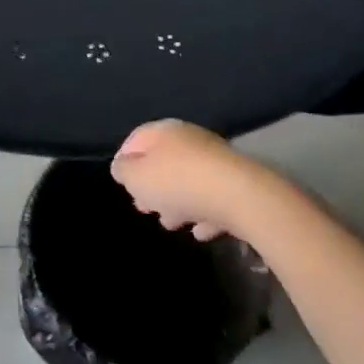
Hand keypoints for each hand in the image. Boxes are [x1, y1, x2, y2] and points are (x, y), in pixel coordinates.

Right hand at [110, 120, 264, 241]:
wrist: (241, 196)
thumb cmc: (178, 182)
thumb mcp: (136, 177)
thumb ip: (123, 171)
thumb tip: (122, 167)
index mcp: (164, 132)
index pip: (136, 139)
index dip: (125, 160)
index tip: (122, 184)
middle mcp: (190, 140)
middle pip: (163, 161)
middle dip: (152, 186)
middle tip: (144, 208)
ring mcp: (216, 161)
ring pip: (188, 180)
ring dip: (177, 202)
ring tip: (171, 224)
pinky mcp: (237, 184)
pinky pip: (213, 197)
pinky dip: (204, 212)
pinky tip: (201, 231)